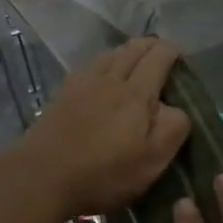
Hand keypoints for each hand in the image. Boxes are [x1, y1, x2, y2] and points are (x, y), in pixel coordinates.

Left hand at [23, 37, 191, 217]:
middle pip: (132, 49)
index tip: (180, 56)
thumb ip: (173, 127)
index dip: (172, 52)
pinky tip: (101, 73)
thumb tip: (176, 106)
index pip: (158, 58)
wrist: (41, 177)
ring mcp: (82, 84)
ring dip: (126, 51)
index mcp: (136, 93)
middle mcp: (109, 79)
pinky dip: (104, 62)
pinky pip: (89, 66)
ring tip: (134, 58)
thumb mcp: (153, 160)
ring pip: (109, 54)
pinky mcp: (62, 94)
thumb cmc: (104, 173)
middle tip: (161, 52)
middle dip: (150, 45)